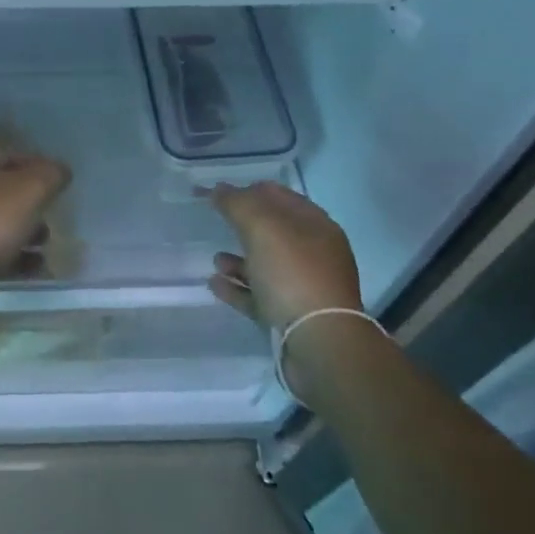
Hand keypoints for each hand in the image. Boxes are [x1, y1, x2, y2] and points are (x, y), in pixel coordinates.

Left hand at [0, 148, 70, 323]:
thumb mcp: (30, 189)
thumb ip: (50, 175)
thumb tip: (61, 170)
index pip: (8, 155)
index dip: (37, 166)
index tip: (59, 182)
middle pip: (3, 192)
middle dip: (32, 204)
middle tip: (52, 215)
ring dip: (26, 233)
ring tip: (44, 244)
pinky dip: (16, 258)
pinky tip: (35, 267)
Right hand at [206, 181, 362, 332]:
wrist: (319, 343)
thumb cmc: (293, 274)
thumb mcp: (262, 228)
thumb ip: (237, 203)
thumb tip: (218, 189)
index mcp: (316, 226)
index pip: (280, 196)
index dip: (249, 190)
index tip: (219, 192)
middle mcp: (314, 254)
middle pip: (274, 232)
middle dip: (244, 225)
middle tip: (216, 221)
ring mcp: (304, 287)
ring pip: (266, 266)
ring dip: (239, 261)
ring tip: (215, 260)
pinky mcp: (291, 317)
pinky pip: (259, 296)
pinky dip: (237, 288)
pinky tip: (215, 285)